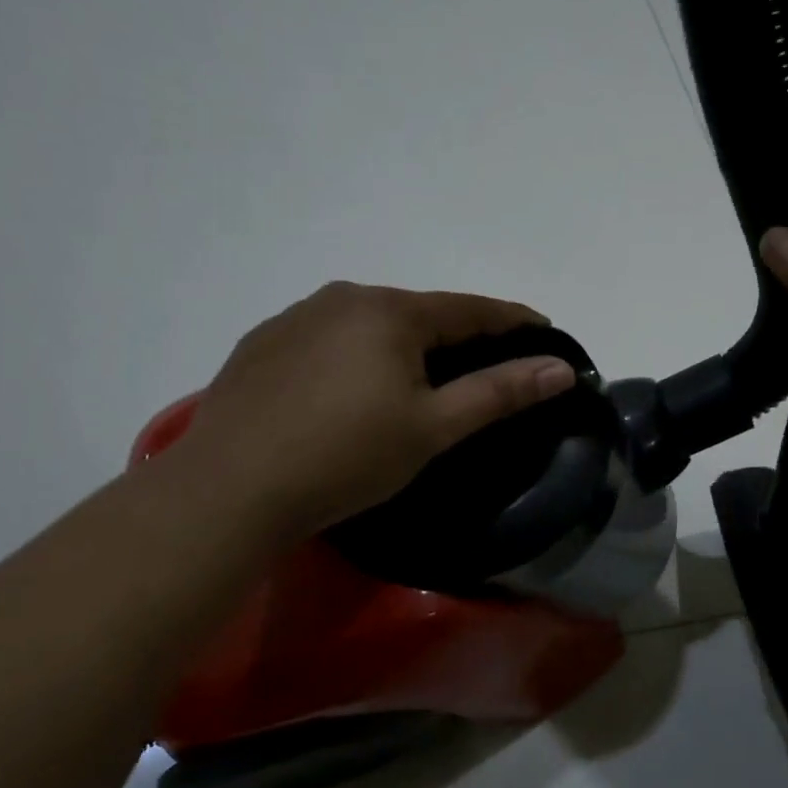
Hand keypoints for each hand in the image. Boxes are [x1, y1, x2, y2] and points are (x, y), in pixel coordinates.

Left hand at [170, 282, 576, 532]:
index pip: (470, 308)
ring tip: (415, 382)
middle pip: (419, 313)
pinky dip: (355, 356)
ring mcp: (296, 317)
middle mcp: (343, 298)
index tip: (542, 330)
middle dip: (456, 336)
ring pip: (370, 324)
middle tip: (481, 367)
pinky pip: (328, 339)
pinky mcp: (262, 344)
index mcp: (390, 311)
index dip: (512, 320)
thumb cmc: (346, 456)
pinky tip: (348, 391)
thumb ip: (500, 392)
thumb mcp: (433, 427)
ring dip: (402, 345)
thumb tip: (559, 368)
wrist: (228, 489)